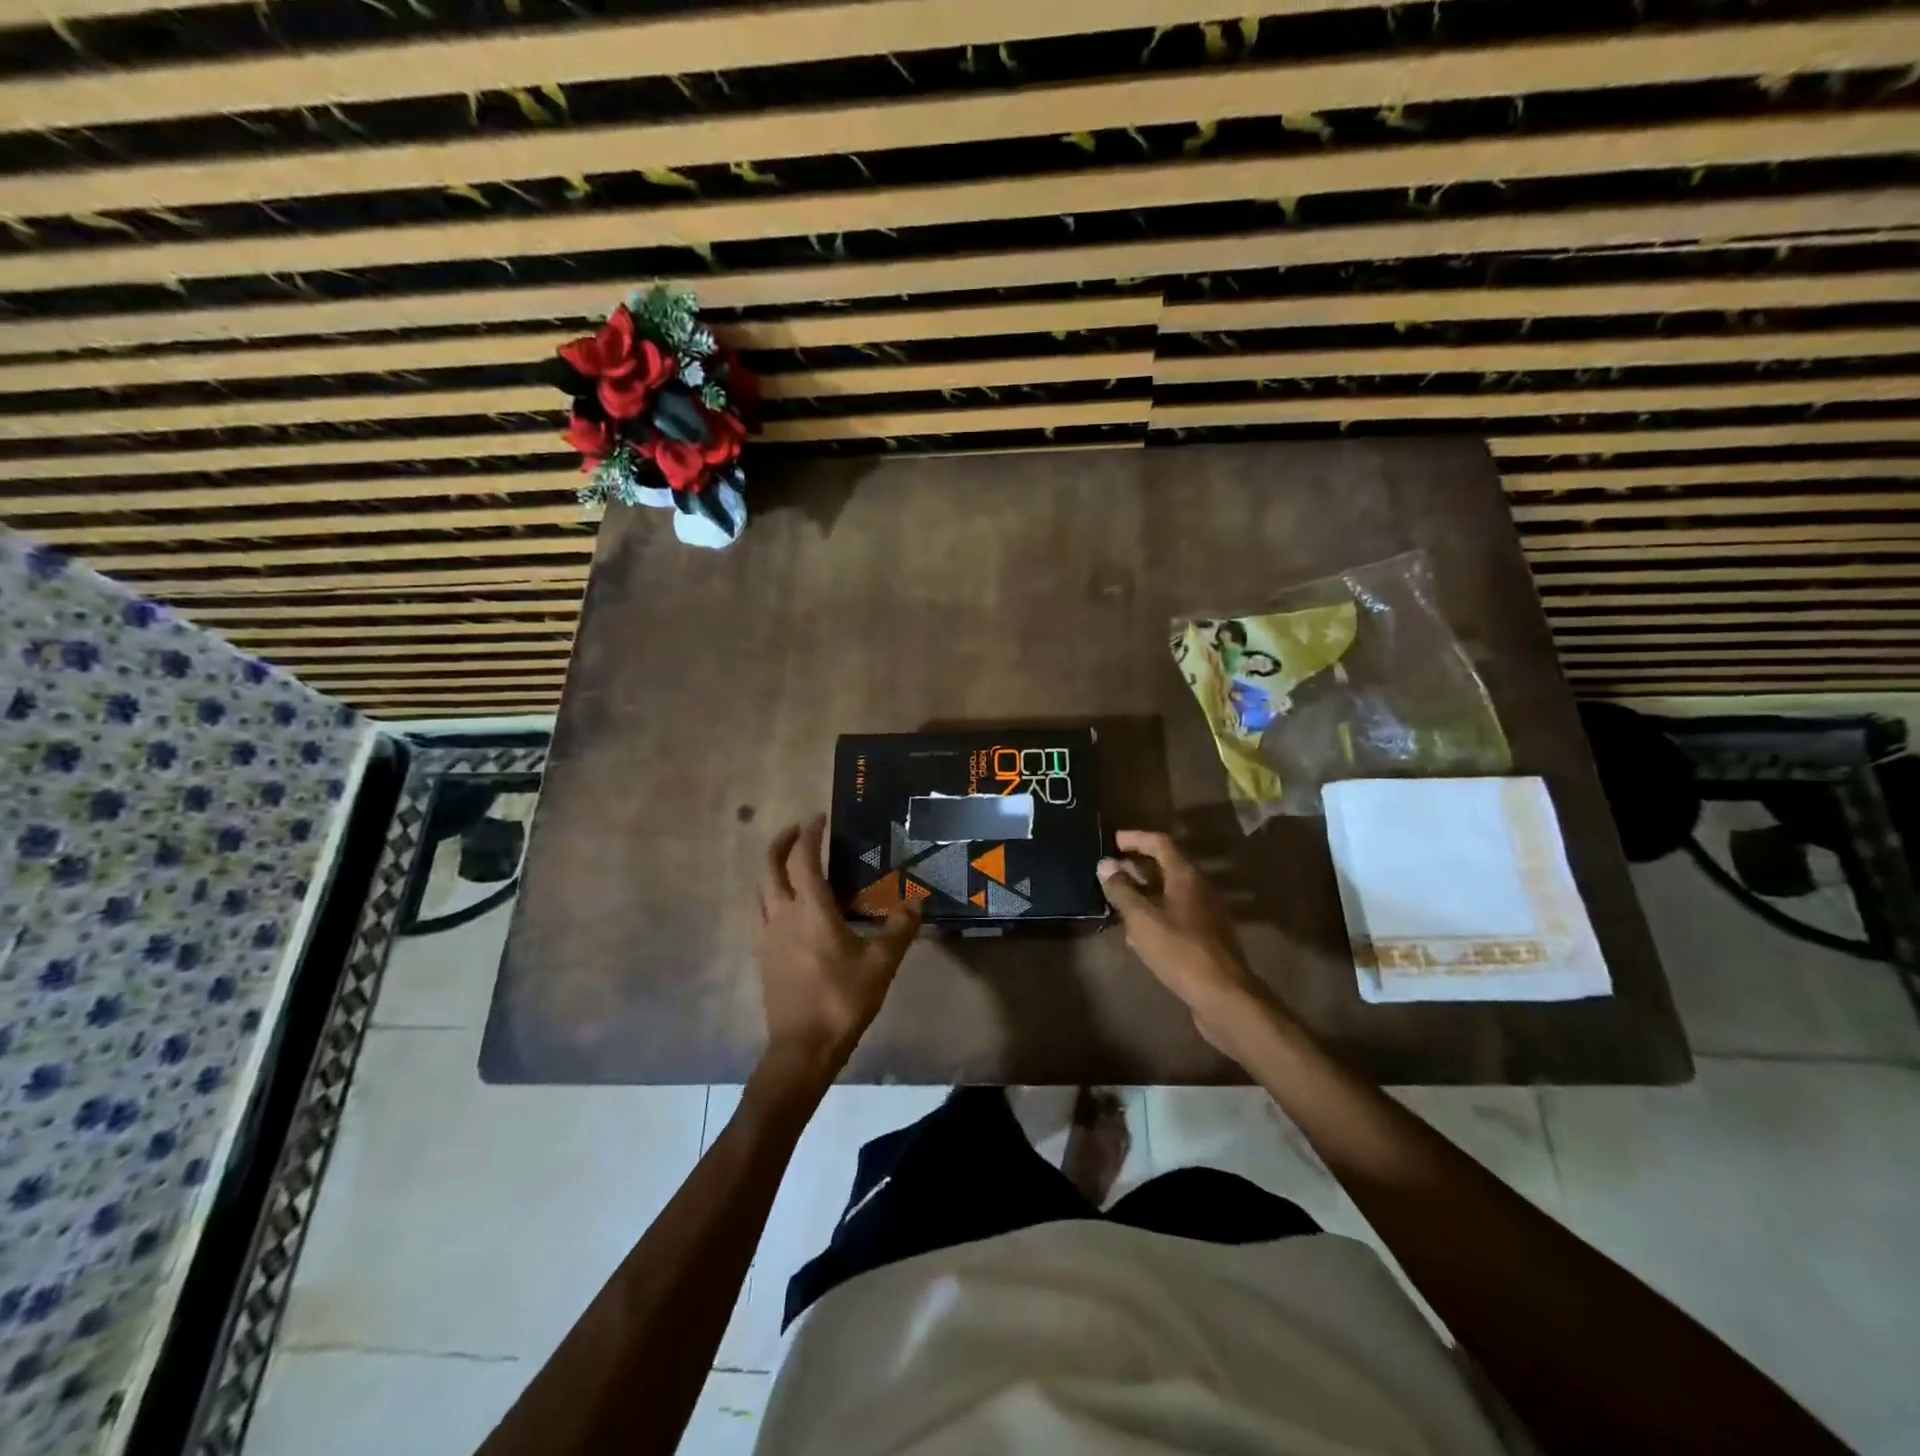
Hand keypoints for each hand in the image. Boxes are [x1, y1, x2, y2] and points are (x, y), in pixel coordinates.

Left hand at [754, 815, 920, 1084]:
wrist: (802, 1048)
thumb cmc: (842, 1000)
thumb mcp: (881, 964)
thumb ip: (899, 929)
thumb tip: (917, 902)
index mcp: (810, 910)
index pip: (804, 859)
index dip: (810, 835)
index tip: (820, 818)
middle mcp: (782, 916)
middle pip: (770, 868)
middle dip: (782, 844)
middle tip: (799, 832)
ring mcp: (768, 937)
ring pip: (761, 891)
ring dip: (772, 870)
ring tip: (792, 867)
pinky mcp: (763, 958)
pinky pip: (761, 915)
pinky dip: (771, 898)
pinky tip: (789, 911)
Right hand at [1097, 830, 1268, 1056]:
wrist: (1224, 997)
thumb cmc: (1180, 951)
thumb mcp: (1142, 920)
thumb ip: (1122, 891)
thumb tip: (1105, 864)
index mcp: (1186, 877)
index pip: (1160, 843)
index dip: (1136, 838)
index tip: (1113, 840)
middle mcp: (1199, 889)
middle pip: (1166, 866)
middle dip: (1138, 865)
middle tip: (1111, 869)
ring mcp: (1205, 914)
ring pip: (1170, 892)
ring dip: (1144, 891)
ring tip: (1118, 898)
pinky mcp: (1205, 938)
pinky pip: (1175, 914)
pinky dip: (1154, 913)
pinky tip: (1137, 932)